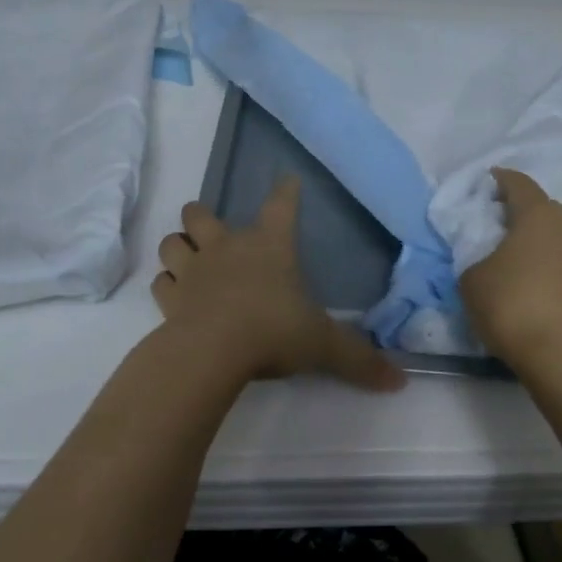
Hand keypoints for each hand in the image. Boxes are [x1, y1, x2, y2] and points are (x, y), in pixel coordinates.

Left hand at [153, 177, 405, 391]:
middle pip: (201, 214)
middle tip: (212, 229)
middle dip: (202, 217)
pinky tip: (175, 294)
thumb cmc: (274, 331)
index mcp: (270, 246)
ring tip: (186, 257)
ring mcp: (194, 270)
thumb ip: (359, 360)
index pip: (281, 207)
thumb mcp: (324, 345)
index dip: (286, 192)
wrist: (214, 350)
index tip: (288, 180)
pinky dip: (166, 285)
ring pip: (172, 242)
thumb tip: (400, 381)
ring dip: (178, 246)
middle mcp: (227, 248)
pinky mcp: (171, 299)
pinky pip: (161, 282)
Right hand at [459, 168, 561, 376]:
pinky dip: (551, 264)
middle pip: (540, 209)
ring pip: (557, 235)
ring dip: (537, 241)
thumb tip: (489, 256)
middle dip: (518, 214)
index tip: (484, 184)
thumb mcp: (472, 277)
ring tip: (514, 260)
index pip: (517, 182)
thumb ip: (475, 254)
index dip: (498, 180)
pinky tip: (534, 282)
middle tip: (493, 229)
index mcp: (538, 212)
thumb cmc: (513, 305)